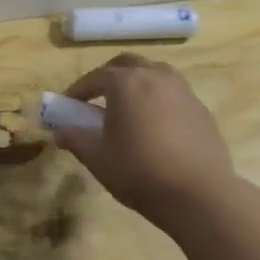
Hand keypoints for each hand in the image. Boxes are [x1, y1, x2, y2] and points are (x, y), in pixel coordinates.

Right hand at [50, 53, 236, 227]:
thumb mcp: (97, 158)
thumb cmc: (139, 171)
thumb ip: (74, 139)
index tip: (68, 105)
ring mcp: (183, 90)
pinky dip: (157, 100)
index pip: (95, 77)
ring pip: (154, 74)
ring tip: (127, 109)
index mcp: (126, 82)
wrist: (199, 194)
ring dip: (136, 84)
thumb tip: (58, 131)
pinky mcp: (201, 109)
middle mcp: (155, 76)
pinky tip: (154, 126)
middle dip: (108, 77)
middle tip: (96, 99)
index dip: (78, 90)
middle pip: (126, 65)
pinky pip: (173, 94)